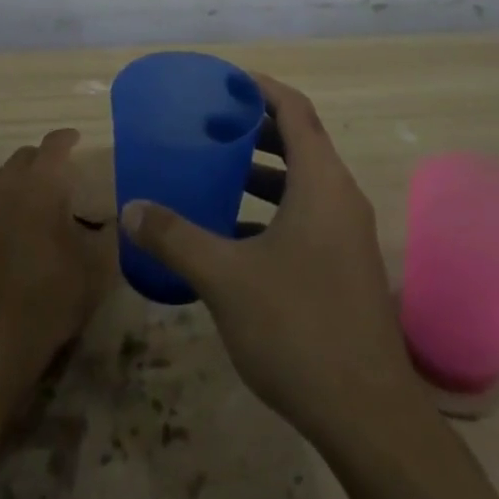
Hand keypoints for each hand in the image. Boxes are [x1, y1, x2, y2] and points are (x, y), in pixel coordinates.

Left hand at [0, 128, 106, 414]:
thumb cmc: (50, 300)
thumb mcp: (97, 268)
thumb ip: (108, 234)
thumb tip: (116, 217)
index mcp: (41, 184)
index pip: (54, 144)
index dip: (66, 139)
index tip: (75, 141)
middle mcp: (3, 185)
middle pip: (19, 156)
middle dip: (36, 162)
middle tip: (50, 182)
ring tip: (7, 196)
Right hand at [119, 75, 419, 440]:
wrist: (368, 415)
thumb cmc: (297, 326)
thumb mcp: (225, 277)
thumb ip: (175, 237)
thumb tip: (130, 208)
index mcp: (320, 181)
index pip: (294, 109)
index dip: (261, 88)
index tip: (224, 83)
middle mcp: (340, 196)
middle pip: (300, 140)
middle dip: (256, 128)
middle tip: (212, 125)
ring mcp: (348, 233)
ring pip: (304, 181)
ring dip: (264, 171)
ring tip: (219, 172)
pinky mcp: (346, 266)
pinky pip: (308, 215)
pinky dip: (274, 209)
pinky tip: (236, 235)